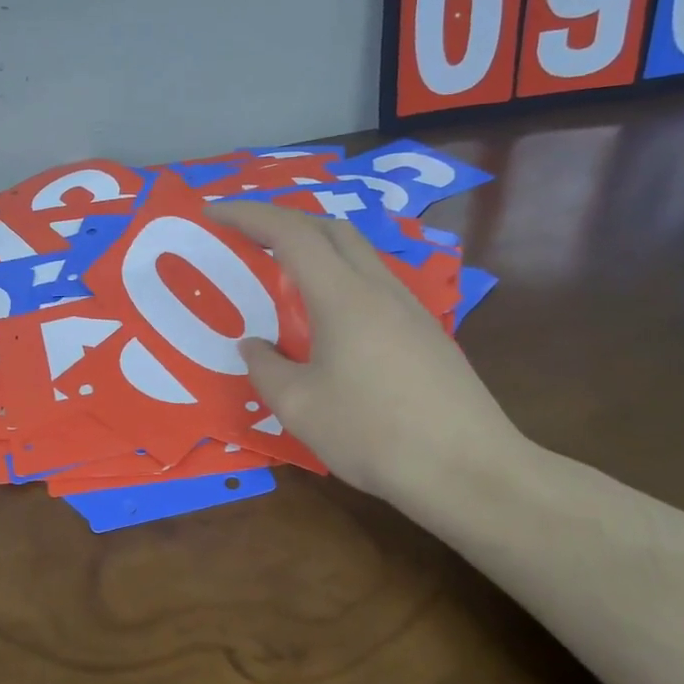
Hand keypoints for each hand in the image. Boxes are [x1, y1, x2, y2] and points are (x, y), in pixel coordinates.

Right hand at [205, 201, 528, 518]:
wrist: (471, 471)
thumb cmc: (375, 435)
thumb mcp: (300, 407)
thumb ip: (266, 368)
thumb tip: (253, 346)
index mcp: (343, 296)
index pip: (289, 232)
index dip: (247, 214)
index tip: (212, 211)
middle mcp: (379, 288)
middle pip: (329, 228)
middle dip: (283, 220)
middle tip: (247, 237)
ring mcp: (409, 308)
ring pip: (357, 253)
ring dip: (315, 248)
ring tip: (284, 275)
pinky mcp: (426, 331)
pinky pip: (373, 283)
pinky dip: (339, 277)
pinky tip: (329, 318)